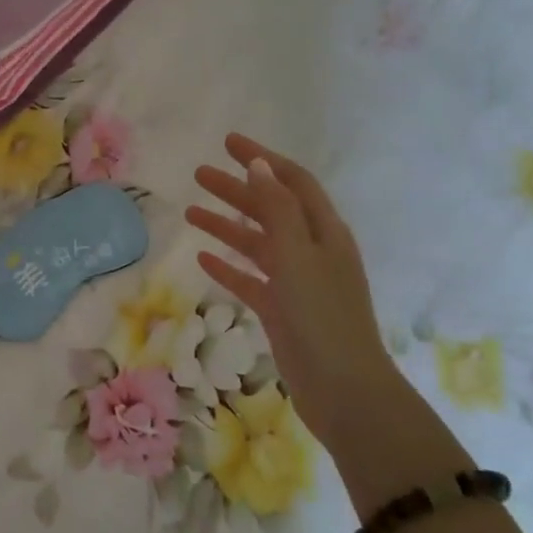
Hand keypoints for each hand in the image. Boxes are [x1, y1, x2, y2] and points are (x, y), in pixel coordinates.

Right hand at [186, 134, 468, 509]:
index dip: (262, 159)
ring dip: (226, 226)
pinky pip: (251, 279)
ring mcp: (297, 282)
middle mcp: (312, 250)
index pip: (292, 181)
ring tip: (190, 213)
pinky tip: (204, 259)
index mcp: (324, 231)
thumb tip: (260, 166)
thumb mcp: (299, 255)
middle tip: (199, 174)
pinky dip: (229, 266)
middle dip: (236, 190)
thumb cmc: (322, 316)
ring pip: (256, 243)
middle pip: (270, 209)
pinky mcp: (282, 310)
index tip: (228, 143)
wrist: (343, 389)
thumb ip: (278, 209)